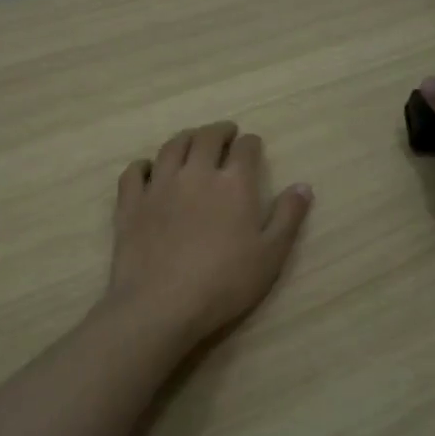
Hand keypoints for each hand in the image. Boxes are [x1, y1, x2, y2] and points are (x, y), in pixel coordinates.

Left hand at [102, 121, 312, 348]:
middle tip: (225, 133)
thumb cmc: (224, 283)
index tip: (252, 145)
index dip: (251, 143)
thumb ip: (288, 217)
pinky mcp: (131, 203)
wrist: (161, 304)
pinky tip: (148, 169)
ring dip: (185, 138)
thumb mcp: (271, 255)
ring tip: (191, 141)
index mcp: (233, 183)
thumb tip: (303, 185)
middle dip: (219, 131)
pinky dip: (144, 165)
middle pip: (206, 138)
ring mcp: (159, 185)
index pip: (245, 149)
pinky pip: (135, 172)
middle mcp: (196, 173)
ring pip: (171, 147)